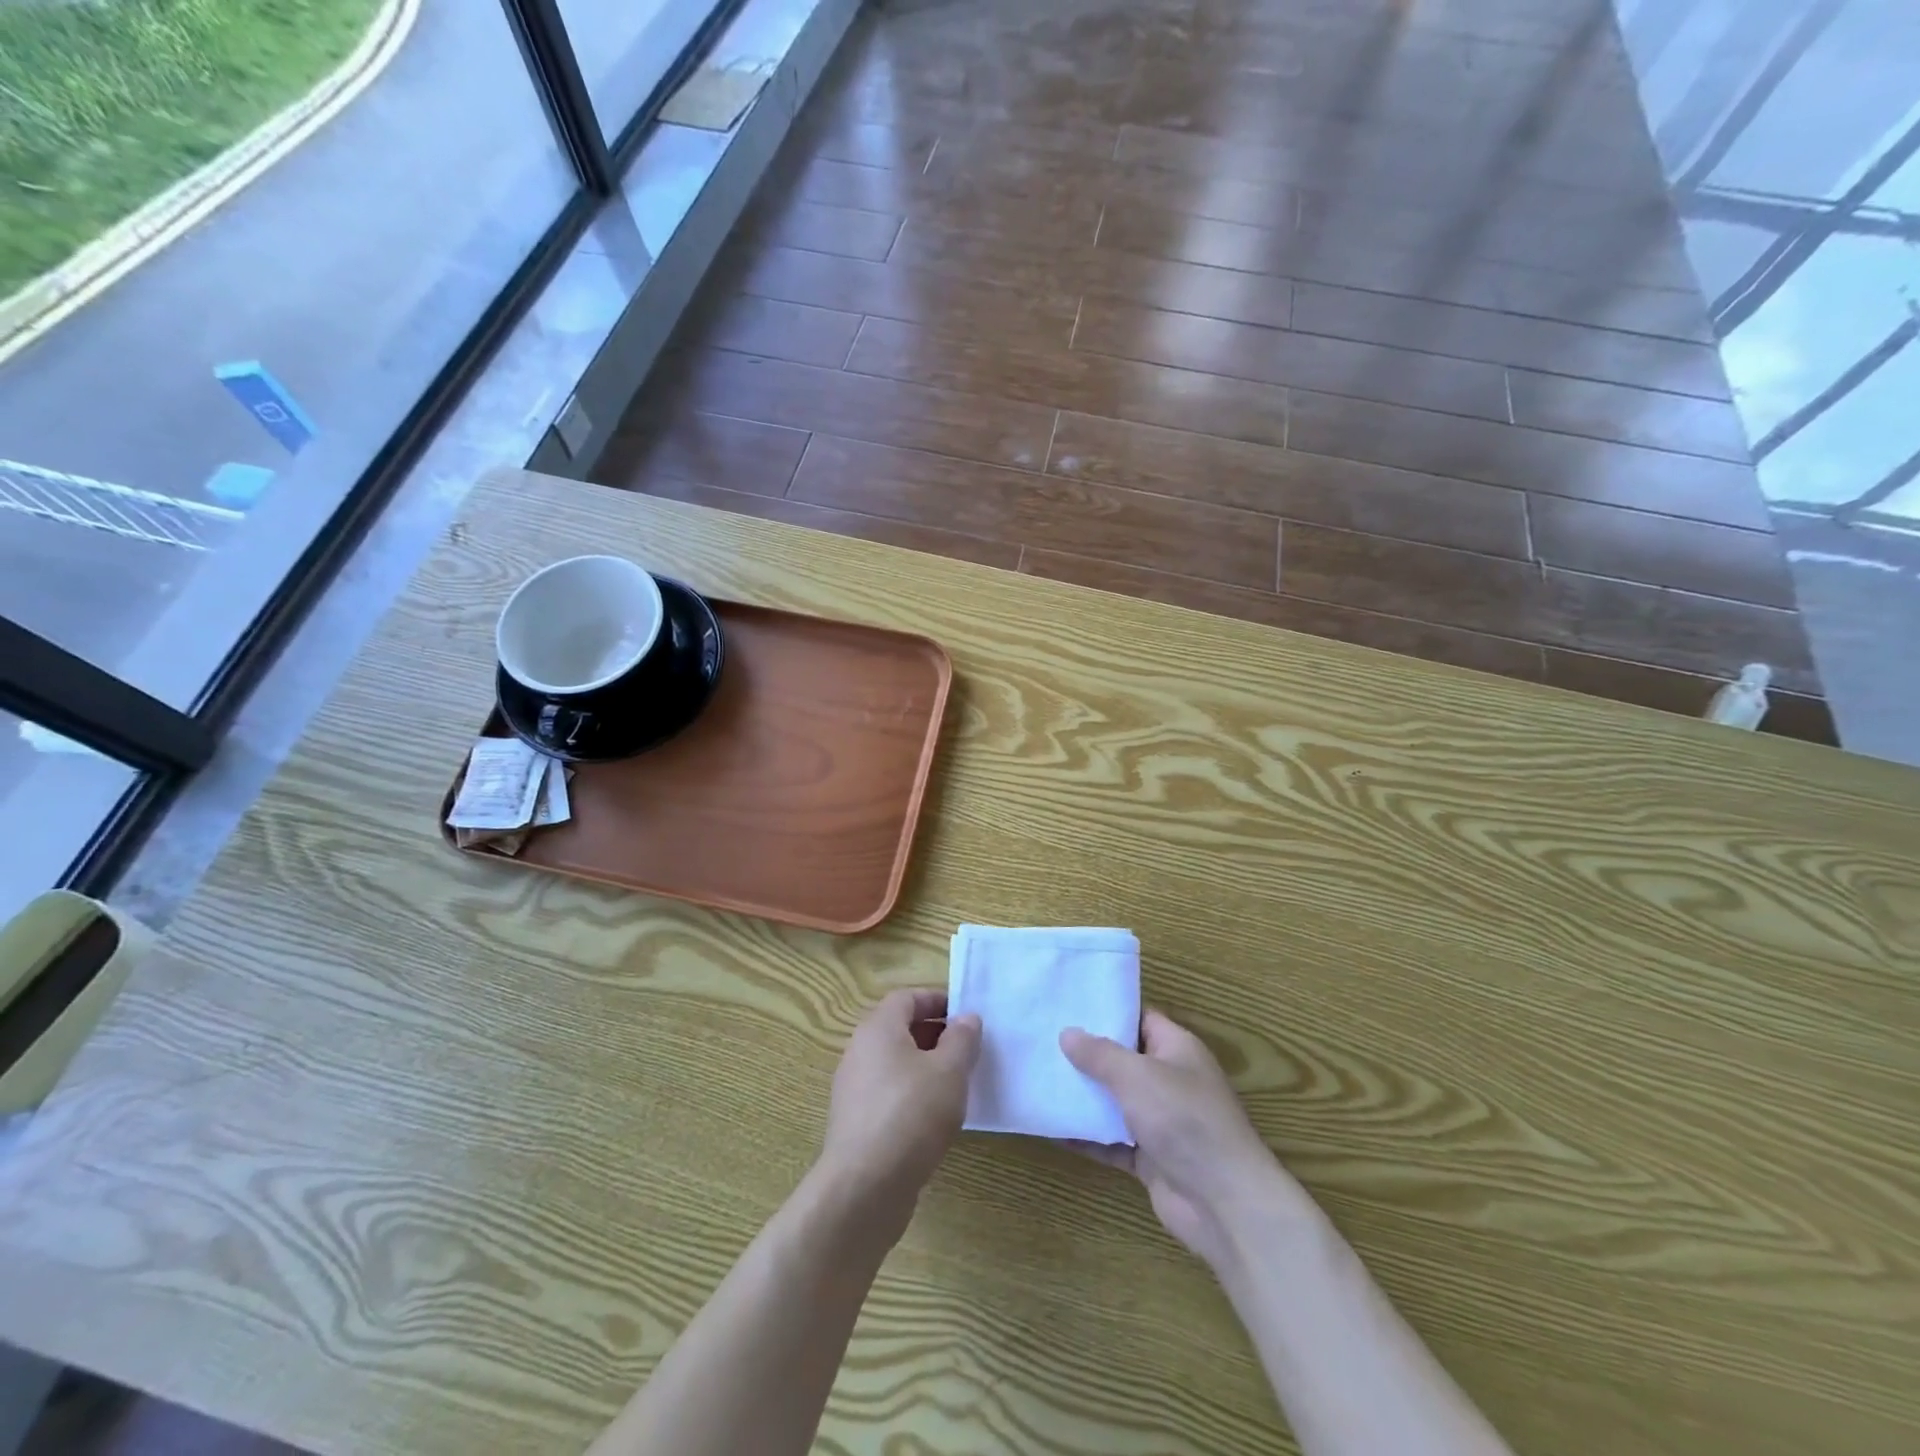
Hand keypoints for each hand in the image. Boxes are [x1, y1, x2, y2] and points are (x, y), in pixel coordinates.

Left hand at [818, 990, 980, 1220]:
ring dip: (925, 1067)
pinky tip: (935, 1119)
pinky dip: (912, 1095)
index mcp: (878, 1029)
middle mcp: (859, 1051)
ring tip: (957, 1084)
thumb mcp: (949, 1071)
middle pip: (899, 1029)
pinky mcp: (856, 1123)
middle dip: (935, 1034)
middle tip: (967, 1050)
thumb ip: (962, 1039)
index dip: (937, 1000)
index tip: (966, 1014)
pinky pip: (888, 1094)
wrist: (864, 1187)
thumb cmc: (911, 1114)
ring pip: (894, 1064)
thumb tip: (966, 1018)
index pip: (907, 998)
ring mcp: (854, 1089)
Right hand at [1061, 1010, 1306, 1268]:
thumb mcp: (1137, 1076)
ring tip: (1039, 1079)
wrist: (1223, 1203)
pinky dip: (1086, 1136)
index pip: (1139, 1018)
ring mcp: (1160, 1121)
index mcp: (1176, 1049)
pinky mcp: (1150, 1157)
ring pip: (1114, 1101)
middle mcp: (1169, 1080)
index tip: (1068, 1005)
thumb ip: (1100, 1054)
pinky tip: (1052, 1129)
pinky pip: (1111, 1140)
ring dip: (1083, 1096)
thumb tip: (1068, 1032)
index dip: (1107, 1011)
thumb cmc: (1184, 1120)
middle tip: (1043, 1041)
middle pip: (1123, 1060)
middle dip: (1086, 1054)